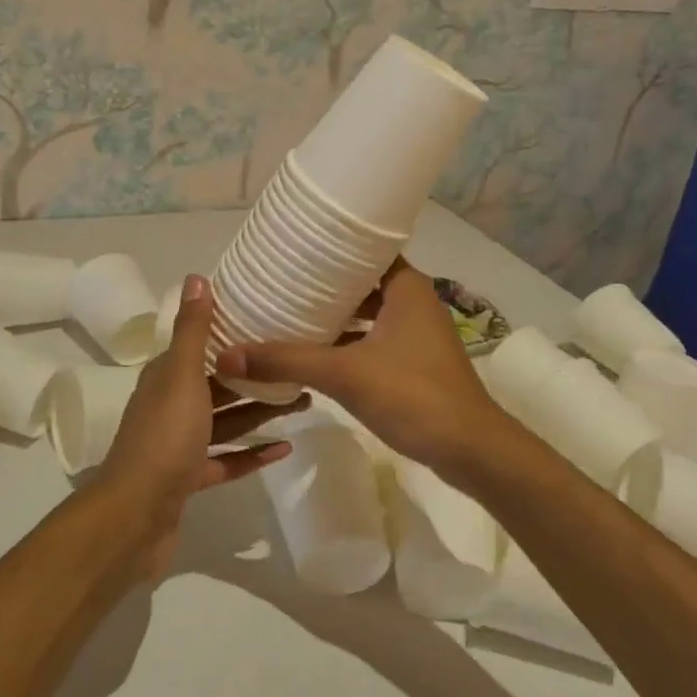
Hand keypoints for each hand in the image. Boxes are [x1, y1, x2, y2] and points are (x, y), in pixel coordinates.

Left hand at [99, 275, 303, 581]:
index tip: (271, 324)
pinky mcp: (189, 480)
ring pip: (226, 422)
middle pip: (219, 385)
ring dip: (259, 411)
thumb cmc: (163, 438)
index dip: (232, 335)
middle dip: (256, 376)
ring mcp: (179, 446)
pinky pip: (226, 461)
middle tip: (299, 367)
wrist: (134, 516)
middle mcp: (170, 406)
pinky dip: (252, 454)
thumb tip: (196, 277)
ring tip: (303, 401)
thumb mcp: (181, 377)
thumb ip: (193, 331)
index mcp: (166, 378)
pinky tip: (284, 448)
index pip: (200, 347)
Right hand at [213, 260, 507, 473]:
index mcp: (406, 287)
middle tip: (281, 279)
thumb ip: (287, 361)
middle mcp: (414, 301)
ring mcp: (417, 333)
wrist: (470, 450)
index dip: (330, 246)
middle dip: (325, 282)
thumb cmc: (413, 395)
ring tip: (290, 311)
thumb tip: (226, 355)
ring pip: (368, 312)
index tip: (292, 246)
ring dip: (336, 314)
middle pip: (363, 281)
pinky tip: (317, 352)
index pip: (365, 248)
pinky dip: (348, 340)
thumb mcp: (344, 374)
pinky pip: (374, 338)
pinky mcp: (415, 362)